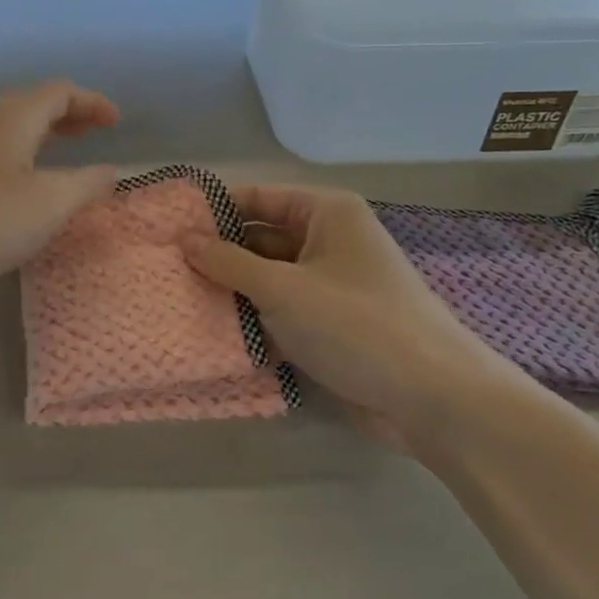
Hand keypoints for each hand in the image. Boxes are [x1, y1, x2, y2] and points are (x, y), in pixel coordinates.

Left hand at [0, 81, 119, 298]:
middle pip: (30, 103)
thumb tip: (111, 171)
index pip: (60, 92)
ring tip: (55, 155)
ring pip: (4, 125)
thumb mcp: (47, 205)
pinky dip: (12, 154)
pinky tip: (9, 183)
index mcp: (14, 117)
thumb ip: (85, 185)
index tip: (115, 121)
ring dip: (36, 133)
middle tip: (90, 132)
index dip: (91, 102)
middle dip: (65, 114)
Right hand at [184, 185, 502, 429]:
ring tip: (176, 300)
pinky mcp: (330, 326)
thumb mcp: (282, 288)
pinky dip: (253, 321)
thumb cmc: (356, 324)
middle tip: (165, 269)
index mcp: (326, 213)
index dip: (214, 210)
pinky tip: (212, 333)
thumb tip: (183, 239)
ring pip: (268, 279)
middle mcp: (328, 241)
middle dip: (218, 255)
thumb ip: (228, 262)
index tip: (167, 228)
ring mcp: (330, 286)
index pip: (257, 198)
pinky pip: (282, 312)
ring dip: (233, 292)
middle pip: (260, 238)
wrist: (433, 400)